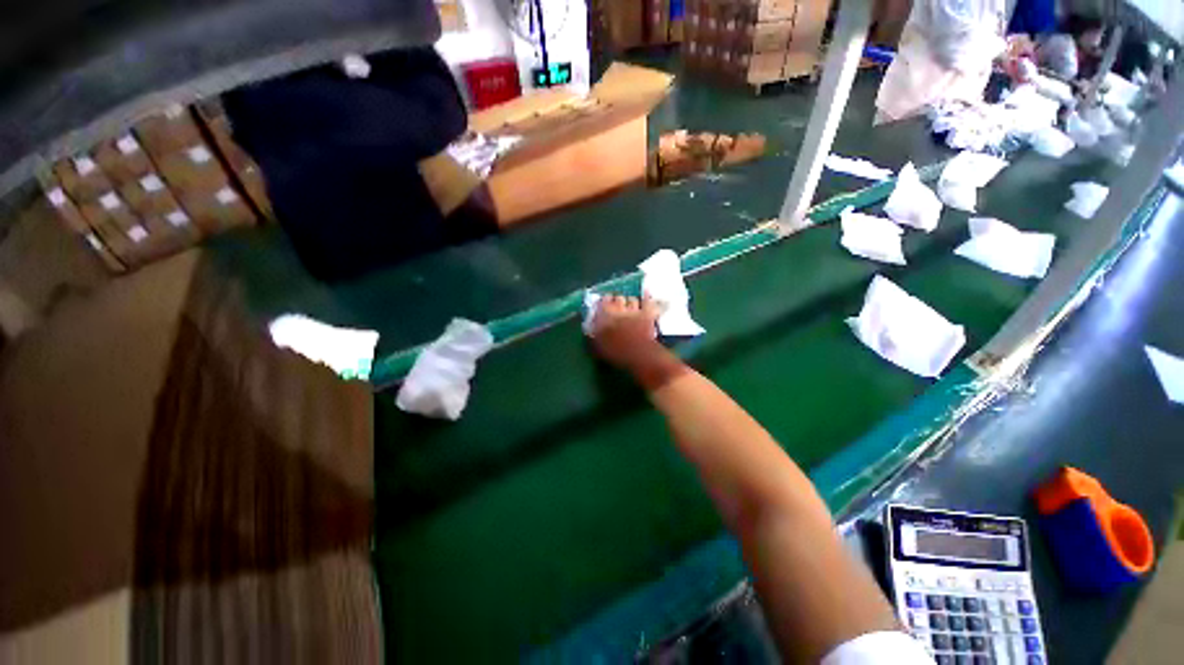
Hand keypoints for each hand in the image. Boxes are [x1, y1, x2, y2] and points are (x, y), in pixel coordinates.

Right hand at [590, 295, 664, 373]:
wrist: (637, 354)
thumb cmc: (614, 352)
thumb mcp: (597, 346)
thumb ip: (593, 334)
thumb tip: (590, 328)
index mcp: (604, 315)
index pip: (603, 302)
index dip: (604, 303)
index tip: (604, 306)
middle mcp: (619, 308)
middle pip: (618, 298)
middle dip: (617, 301)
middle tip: (617, 305)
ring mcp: (634, 310)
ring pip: (632, 299)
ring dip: (630, 301)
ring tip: (630, 305)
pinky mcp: (648, 314)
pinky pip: (647, 301)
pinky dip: (646, 297)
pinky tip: (646, 292)